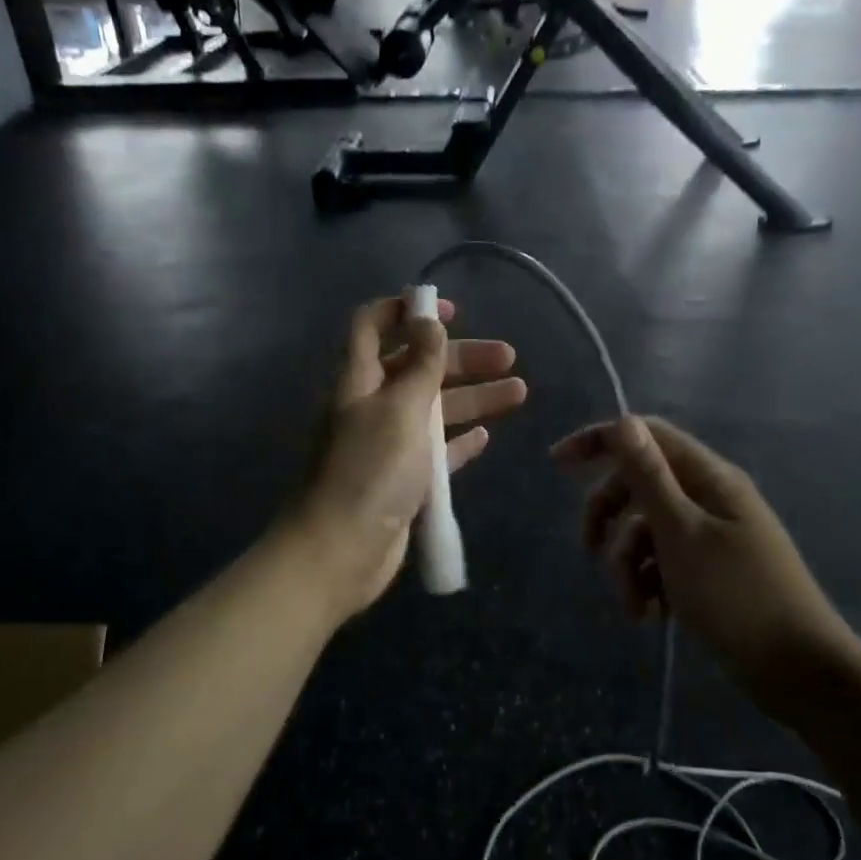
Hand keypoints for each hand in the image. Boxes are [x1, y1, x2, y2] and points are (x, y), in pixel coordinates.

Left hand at [293, 295, 526, 619]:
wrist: (341, 550)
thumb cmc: (370, 470)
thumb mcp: (400, 407)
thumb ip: (420, 363)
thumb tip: (428, 320)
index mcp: (358, 379)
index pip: (372, 325)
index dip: (406, 310)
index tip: (450, 311)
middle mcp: (370, 406)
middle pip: (416, 367)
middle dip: (460, 358)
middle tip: (509, 358)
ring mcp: (386, 445)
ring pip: (433, 410)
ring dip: (472, 398)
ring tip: (519, 393)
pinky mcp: (402, 480)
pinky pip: (435, 452)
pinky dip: (458, 442)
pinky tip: (485, 437)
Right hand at [551, 416, 855, 713]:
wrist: (797, 669)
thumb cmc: (736, 596)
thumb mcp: (681, 533)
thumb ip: (650, 477)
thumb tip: (624, 421)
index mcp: (709, 478)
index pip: (647, 436)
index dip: (600, 441)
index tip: (557, 464)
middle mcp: (708, 498)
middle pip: (639, 486)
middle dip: (609, 518)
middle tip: (589, 550)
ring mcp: (710, 536)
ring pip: (645, 531)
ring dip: (627, 565)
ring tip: (635, 606)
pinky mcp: (708, 571)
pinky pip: (661, 562)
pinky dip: (648, 584)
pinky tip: (650, 615)